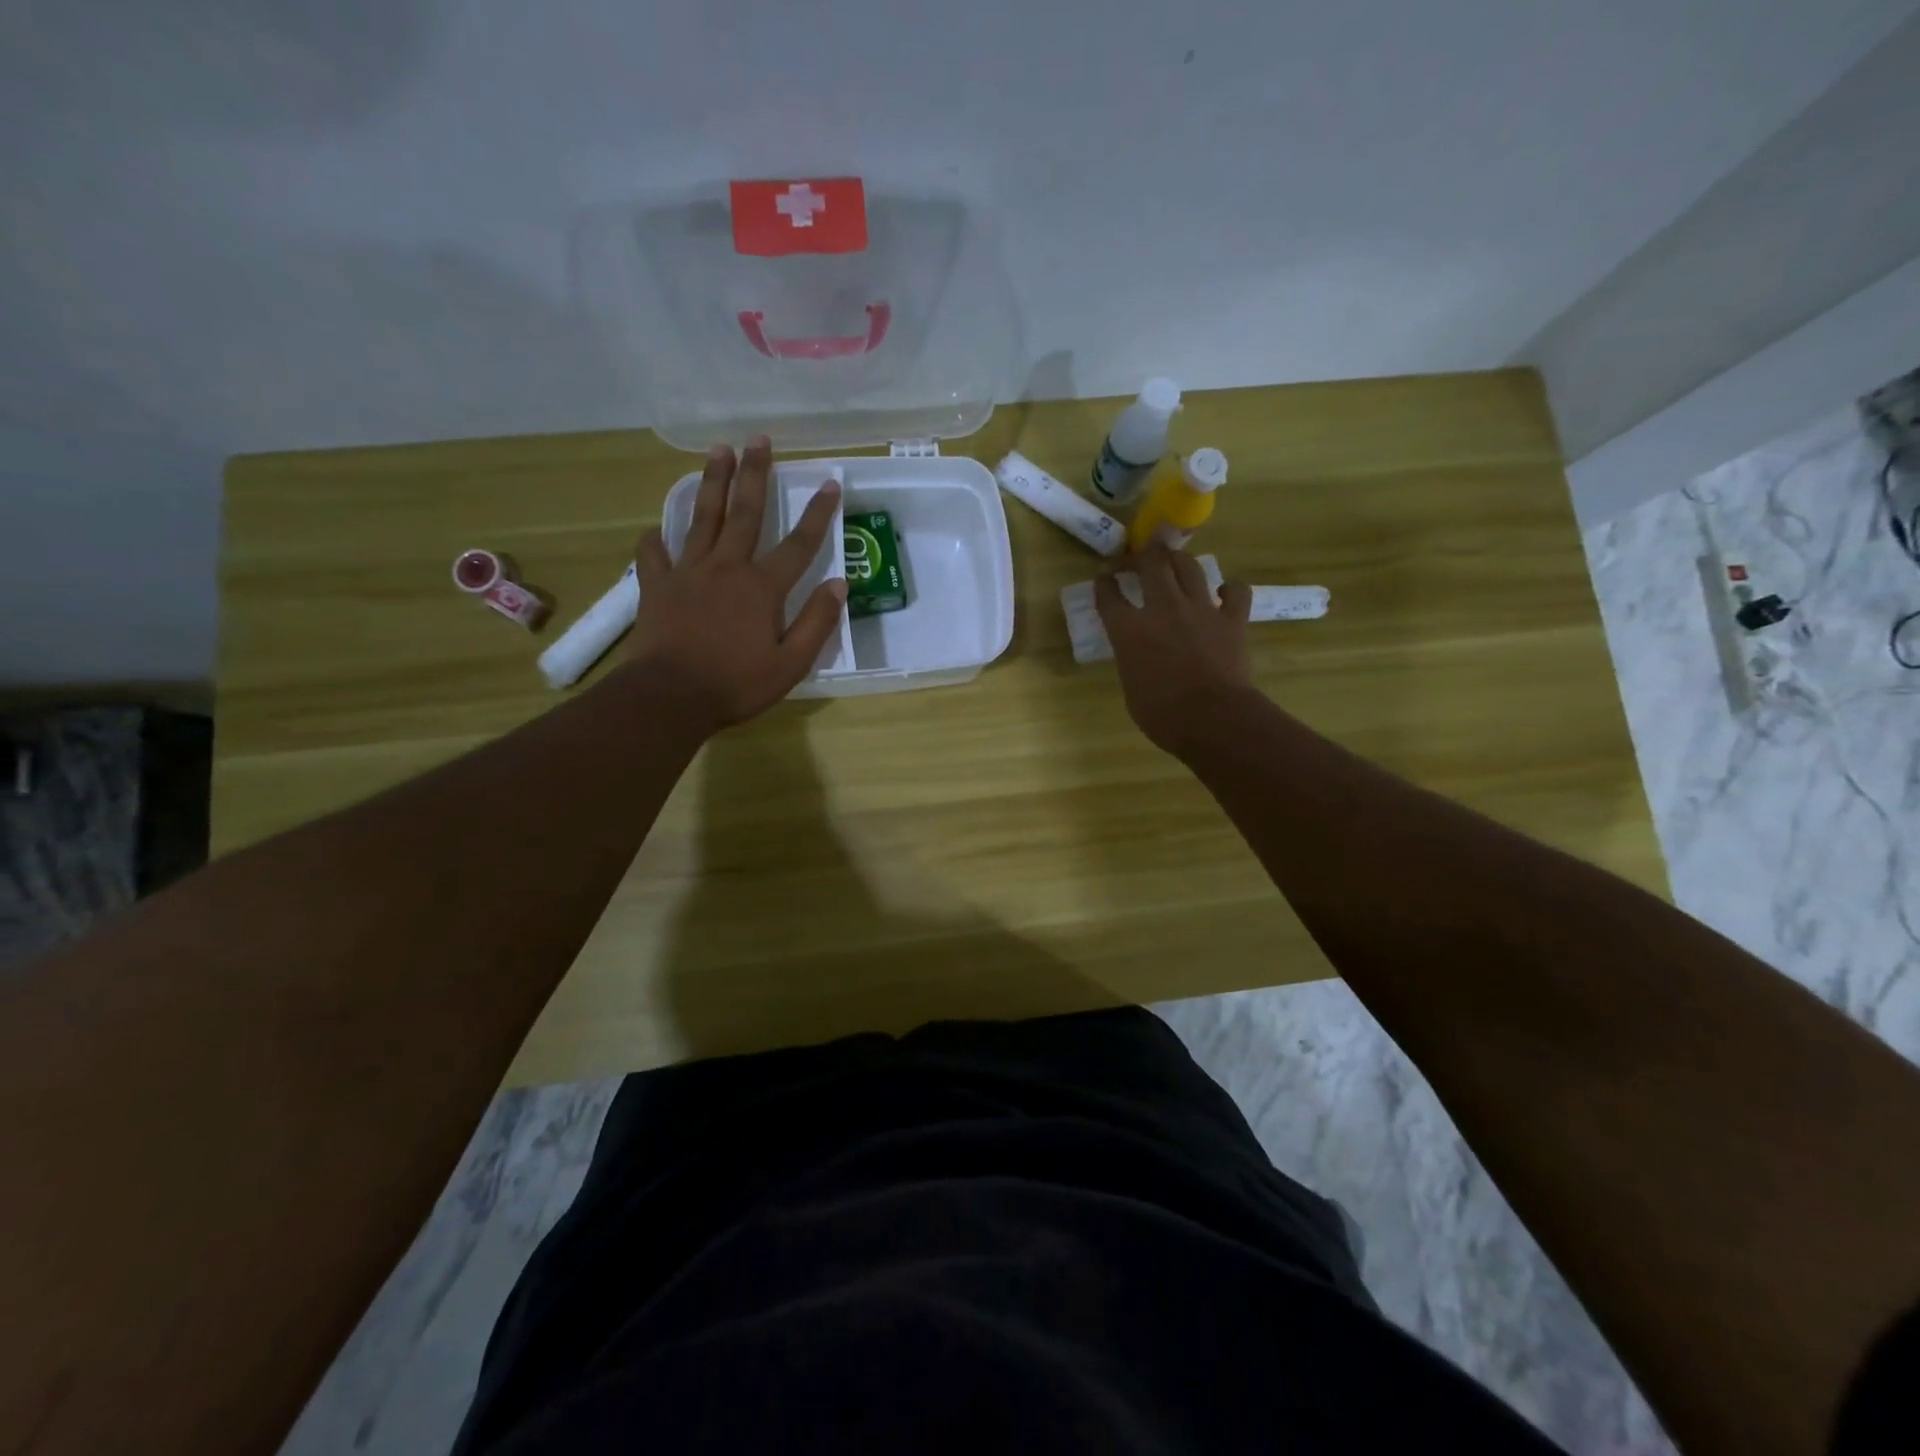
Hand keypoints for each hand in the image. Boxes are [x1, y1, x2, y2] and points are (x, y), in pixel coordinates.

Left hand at [623, 437, 846, 734]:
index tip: (830, 483)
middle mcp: (726, 568)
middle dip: (755, 474)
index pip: (799, 544)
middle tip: (758, 439)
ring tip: (718, 451)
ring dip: (712, 482)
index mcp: (762, 587)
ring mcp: (687, 573)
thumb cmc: (736, 684)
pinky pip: (655, 554)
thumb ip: (817, 623)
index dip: (818, 513)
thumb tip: (839, 585)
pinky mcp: (657, 586)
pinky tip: (656, 530)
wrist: (669, 697)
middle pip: (745, 513)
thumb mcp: (791, 664)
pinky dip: (656, 539)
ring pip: (702, 518)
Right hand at [1094, 542, 1254, 757]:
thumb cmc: (1162, 715)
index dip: (1104, 583)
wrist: (1213, 719)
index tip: (1103, 577)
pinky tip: (1224, 593)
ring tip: (1174, 561)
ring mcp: (1201, 609)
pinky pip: (1236, 591)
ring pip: (1189, 566)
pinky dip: (1230, 589)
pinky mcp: (1232, 619)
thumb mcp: (1131, 687)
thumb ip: (1132, 659)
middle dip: (1141, 554)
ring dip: (1178, 560)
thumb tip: (1140, 653)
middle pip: (1151, 564)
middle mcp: (1163, 609)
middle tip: (1139, 556)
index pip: (1109, 596)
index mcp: (1129, 631)